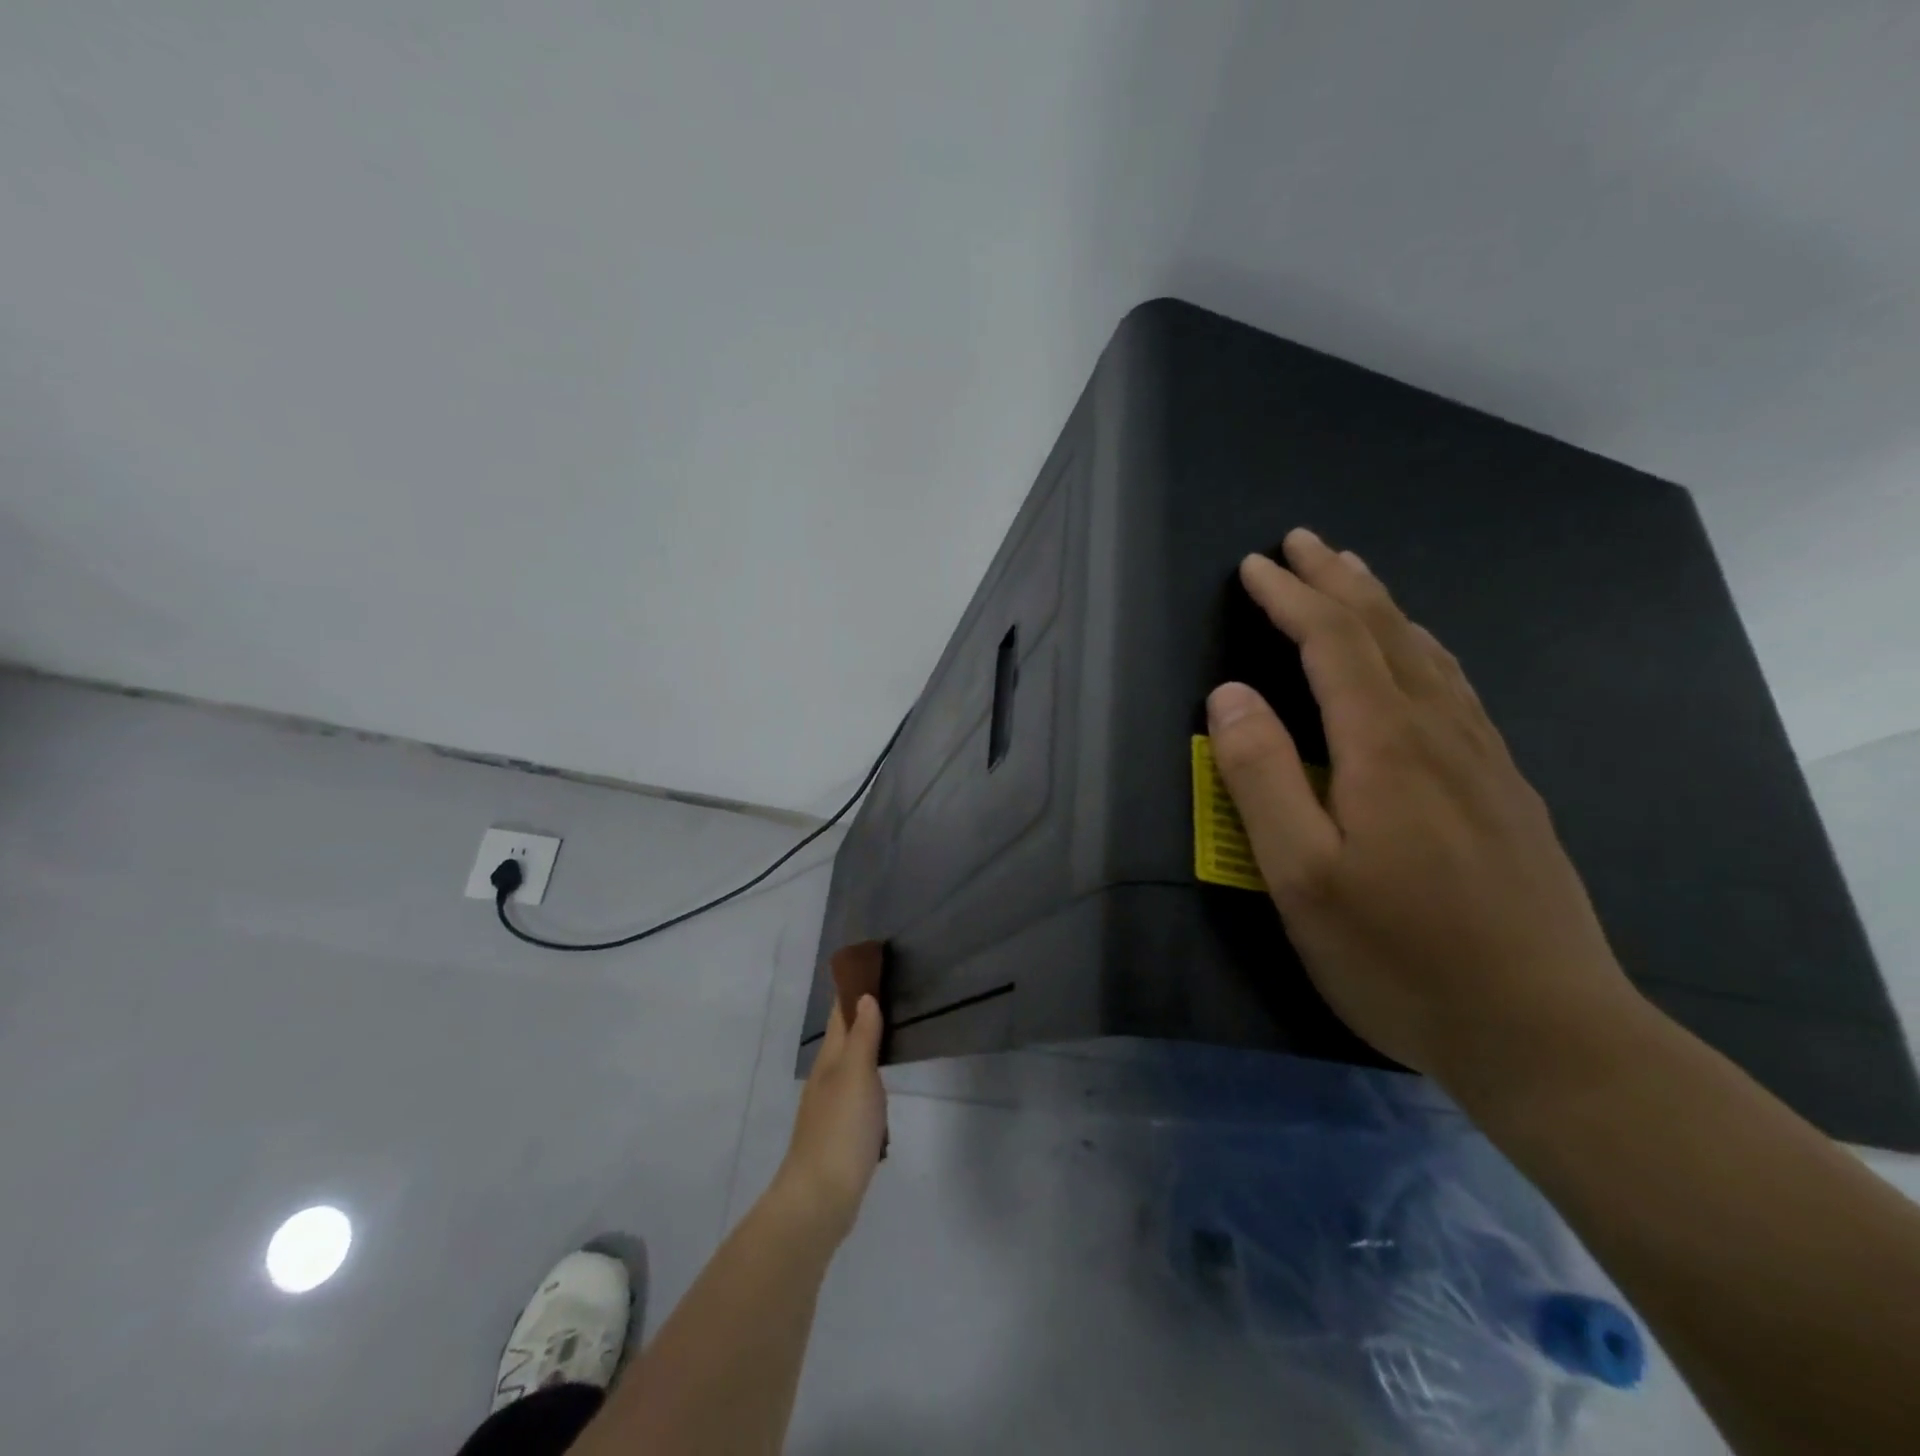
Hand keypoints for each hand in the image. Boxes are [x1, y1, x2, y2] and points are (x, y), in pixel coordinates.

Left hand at [777, 992, 886, 1242]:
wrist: (819, 1198)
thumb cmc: (841, 1129)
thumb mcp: (857, 1075)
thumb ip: (863, 1037)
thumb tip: (864, 997)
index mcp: (830, 1059)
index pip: (840, 1014)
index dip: (852, 991)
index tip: (870, 968)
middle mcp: (826, 1078)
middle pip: (844, 1038)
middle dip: (862, 1016)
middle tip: (890, 995)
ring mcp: (830, 1107)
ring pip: (850, 1067)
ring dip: (866, 1049)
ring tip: (891, 1036)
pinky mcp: (840, 1133)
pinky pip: (857, 1096)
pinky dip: (869, 1084)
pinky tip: (882, 1091)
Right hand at [1206, 529, 1638, 1082]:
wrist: (1548, 1031)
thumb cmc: (1400, 956)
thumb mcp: (1302, 877)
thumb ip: (1262, 778)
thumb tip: (1230, 694)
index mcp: (1385, 747)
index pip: (1333, 643)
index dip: (1290, 598)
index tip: (1253, 566)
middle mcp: (1441, 734)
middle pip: (1387, 632)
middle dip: (1338, 582)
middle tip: (1303, 542)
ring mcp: (1485, 760)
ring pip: (1429, 655)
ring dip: (1384, 607)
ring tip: (1355, 577)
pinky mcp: (1506, 791)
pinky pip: (1456, 689)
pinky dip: (1422, 649)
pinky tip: (1420, 658)